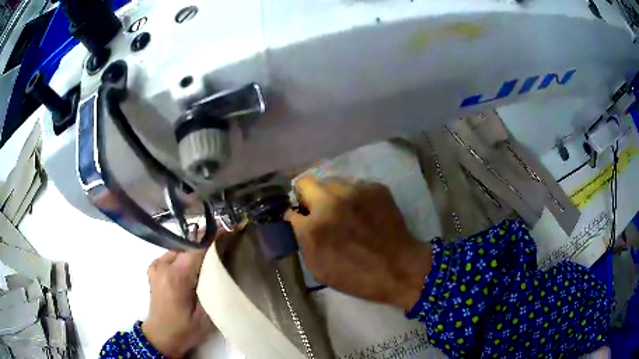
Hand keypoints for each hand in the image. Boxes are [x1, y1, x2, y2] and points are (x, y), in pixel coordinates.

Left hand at [143, 249, 214, 357]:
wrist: (161, 336)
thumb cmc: (185, 329)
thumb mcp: (205, 316)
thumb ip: (212, 290)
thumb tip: (222, 269)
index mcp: (175, 277)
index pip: (196, 251)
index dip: (213, 243)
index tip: (228, 237)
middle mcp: (163, 266)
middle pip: (187, 248)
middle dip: (204, 249)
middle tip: (221, 253)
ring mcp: (156, 266)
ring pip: (180, 250)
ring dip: (193, 254)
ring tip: (208, 263)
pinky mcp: (154, 269)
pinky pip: (172, 256)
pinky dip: (183, 258)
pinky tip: (191, 270)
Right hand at [286, 176, 432, 310]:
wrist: (400, 268)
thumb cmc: (357, 276)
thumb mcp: (318, 268)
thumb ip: (303, 242)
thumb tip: (299, 223)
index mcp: (314, 226)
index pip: (289, 210)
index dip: (294, 217)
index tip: (300, 220)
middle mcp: (331, 201)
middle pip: (305, 182)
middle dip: (306, 196)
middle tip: (316, 210)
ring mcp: (355, 190)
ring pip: (330, 181)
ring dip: (330, 194)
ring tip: (341, 209)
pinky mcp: (375, 187)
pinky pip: (354, 185)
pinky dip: (353, 196)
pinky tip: (363, 211)